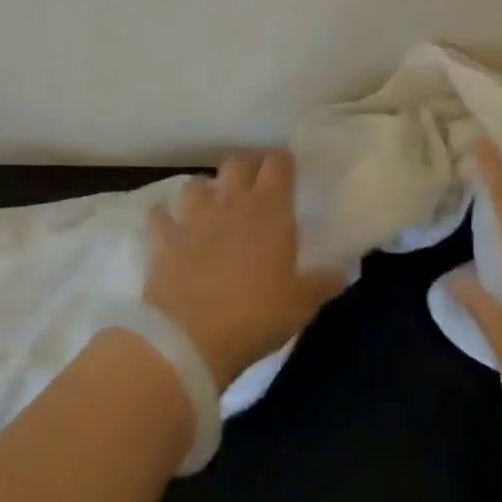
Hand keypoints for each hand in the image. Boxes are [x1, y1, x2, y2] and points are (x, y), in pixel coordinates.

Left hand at [143, 151, 346, 390]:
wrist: (188, 339)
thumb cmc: (255, 316)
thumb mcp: (301, 304)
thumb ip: (323, 282)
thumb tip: (341, 271)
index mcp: (269, 209)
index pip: (278, 163)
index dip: (283, 163)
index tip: (288, 174)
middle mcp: (230, 201)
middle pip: (237, 162)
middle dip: (247, 169)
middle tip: (254, 189)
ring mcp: (192, 217)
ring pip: (196, 183)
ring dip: (206, 192)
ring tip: (212, 209)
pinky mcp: (162, 239)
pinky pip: (159, 216)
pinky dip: (164, 219)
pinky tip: (170, 230)